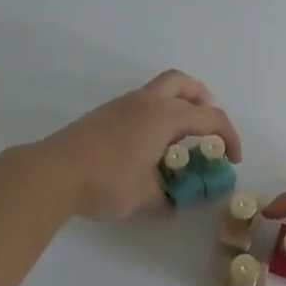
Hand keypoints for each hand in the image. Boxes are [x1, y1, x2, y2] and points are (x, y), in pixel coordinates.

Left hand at [28, 70, 242, 221]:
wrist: (53, 172)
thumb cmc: (106, 181)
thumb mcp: (145, 197)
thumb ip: (167, 197)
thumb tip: (175, 202)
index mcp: (165, 116)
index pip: (210, 117)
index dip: (229, 137)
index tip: (232, 159)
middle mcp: (147, 102)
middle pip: (183, 83)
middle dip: (202, 100)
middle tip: (207, 126)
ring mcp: (122, 105)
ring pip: (159, 90)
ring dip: (177, 105)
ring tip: (178, 138)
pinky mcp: (104, 113)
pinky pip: (141, 103)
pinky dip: (155, 114)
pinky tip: (149, 144)